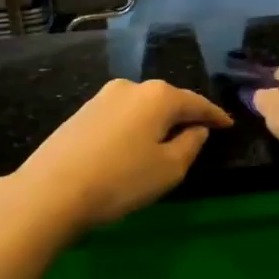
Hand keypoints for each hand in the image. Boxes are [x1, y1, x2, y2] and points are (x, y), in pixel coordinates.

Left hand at [9, 78, 231, 232]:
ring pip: (142, 107)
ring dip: (157, 122)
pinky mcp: (82, 112)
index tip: (228, 125)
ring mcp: (102, 97)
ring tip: (165, 141)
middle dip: (184, 115)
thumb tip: (196, 129)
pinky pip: (121, 116)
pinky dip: (134, 127)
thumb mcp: (169, 169)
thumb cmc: (120, 180)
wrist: (50, 191)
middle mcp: (131, 87)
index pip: (197, 102)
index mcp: (159, 96)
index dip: (215, 115)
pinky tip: (133, 145)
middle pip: (168, 100)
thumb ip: (191, 144)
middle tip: (199, 133)